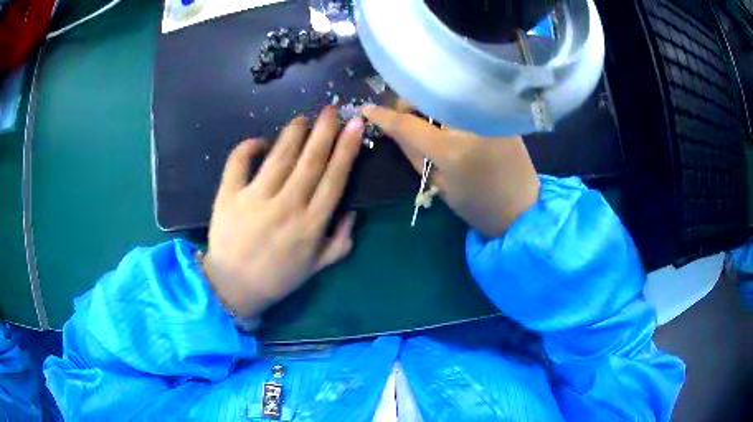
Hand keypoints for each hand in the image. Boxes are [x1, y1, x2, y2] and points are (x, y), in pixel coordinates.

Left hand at [204, 107, 364, 318]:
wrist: (234, 288)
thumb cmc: (278, 278)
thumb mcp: (318, 267)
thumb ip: (341, 241)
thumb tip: (353, 210)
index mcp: (311, 225)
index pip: (334, 178)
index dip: (346, 149)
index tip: (355, 125)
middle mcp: (286, 207)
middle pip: (310, 161)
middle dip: (324, 131)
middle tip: (332, 110)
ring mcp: (255, 200)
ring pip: (279, 157)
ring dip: (293, 133)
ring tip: (303, 119)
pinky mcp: (228, 197)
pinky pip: (238, 163)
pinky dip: (249, 147)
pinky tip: (260, 141)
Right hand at [363, 105, 539, 238]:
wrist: (521, 208)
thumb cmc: (477, 205)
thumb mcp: (438, 183)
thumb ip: (411, 151)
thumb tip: (389, 127)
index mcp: (452, 149)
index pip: (408, 123)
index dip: (384, 116)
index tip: (367, 110)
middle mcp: (470, 122)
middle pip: (426, 96)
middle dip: (410, 104)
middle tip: (407, 120)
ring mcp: (487, 114)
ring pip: (445, 94)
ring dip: (430, 103)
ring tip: (430, 121)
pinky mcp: (499, 112)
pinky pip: (464, 99)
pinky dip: (449, 104)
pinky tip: (449, 118)